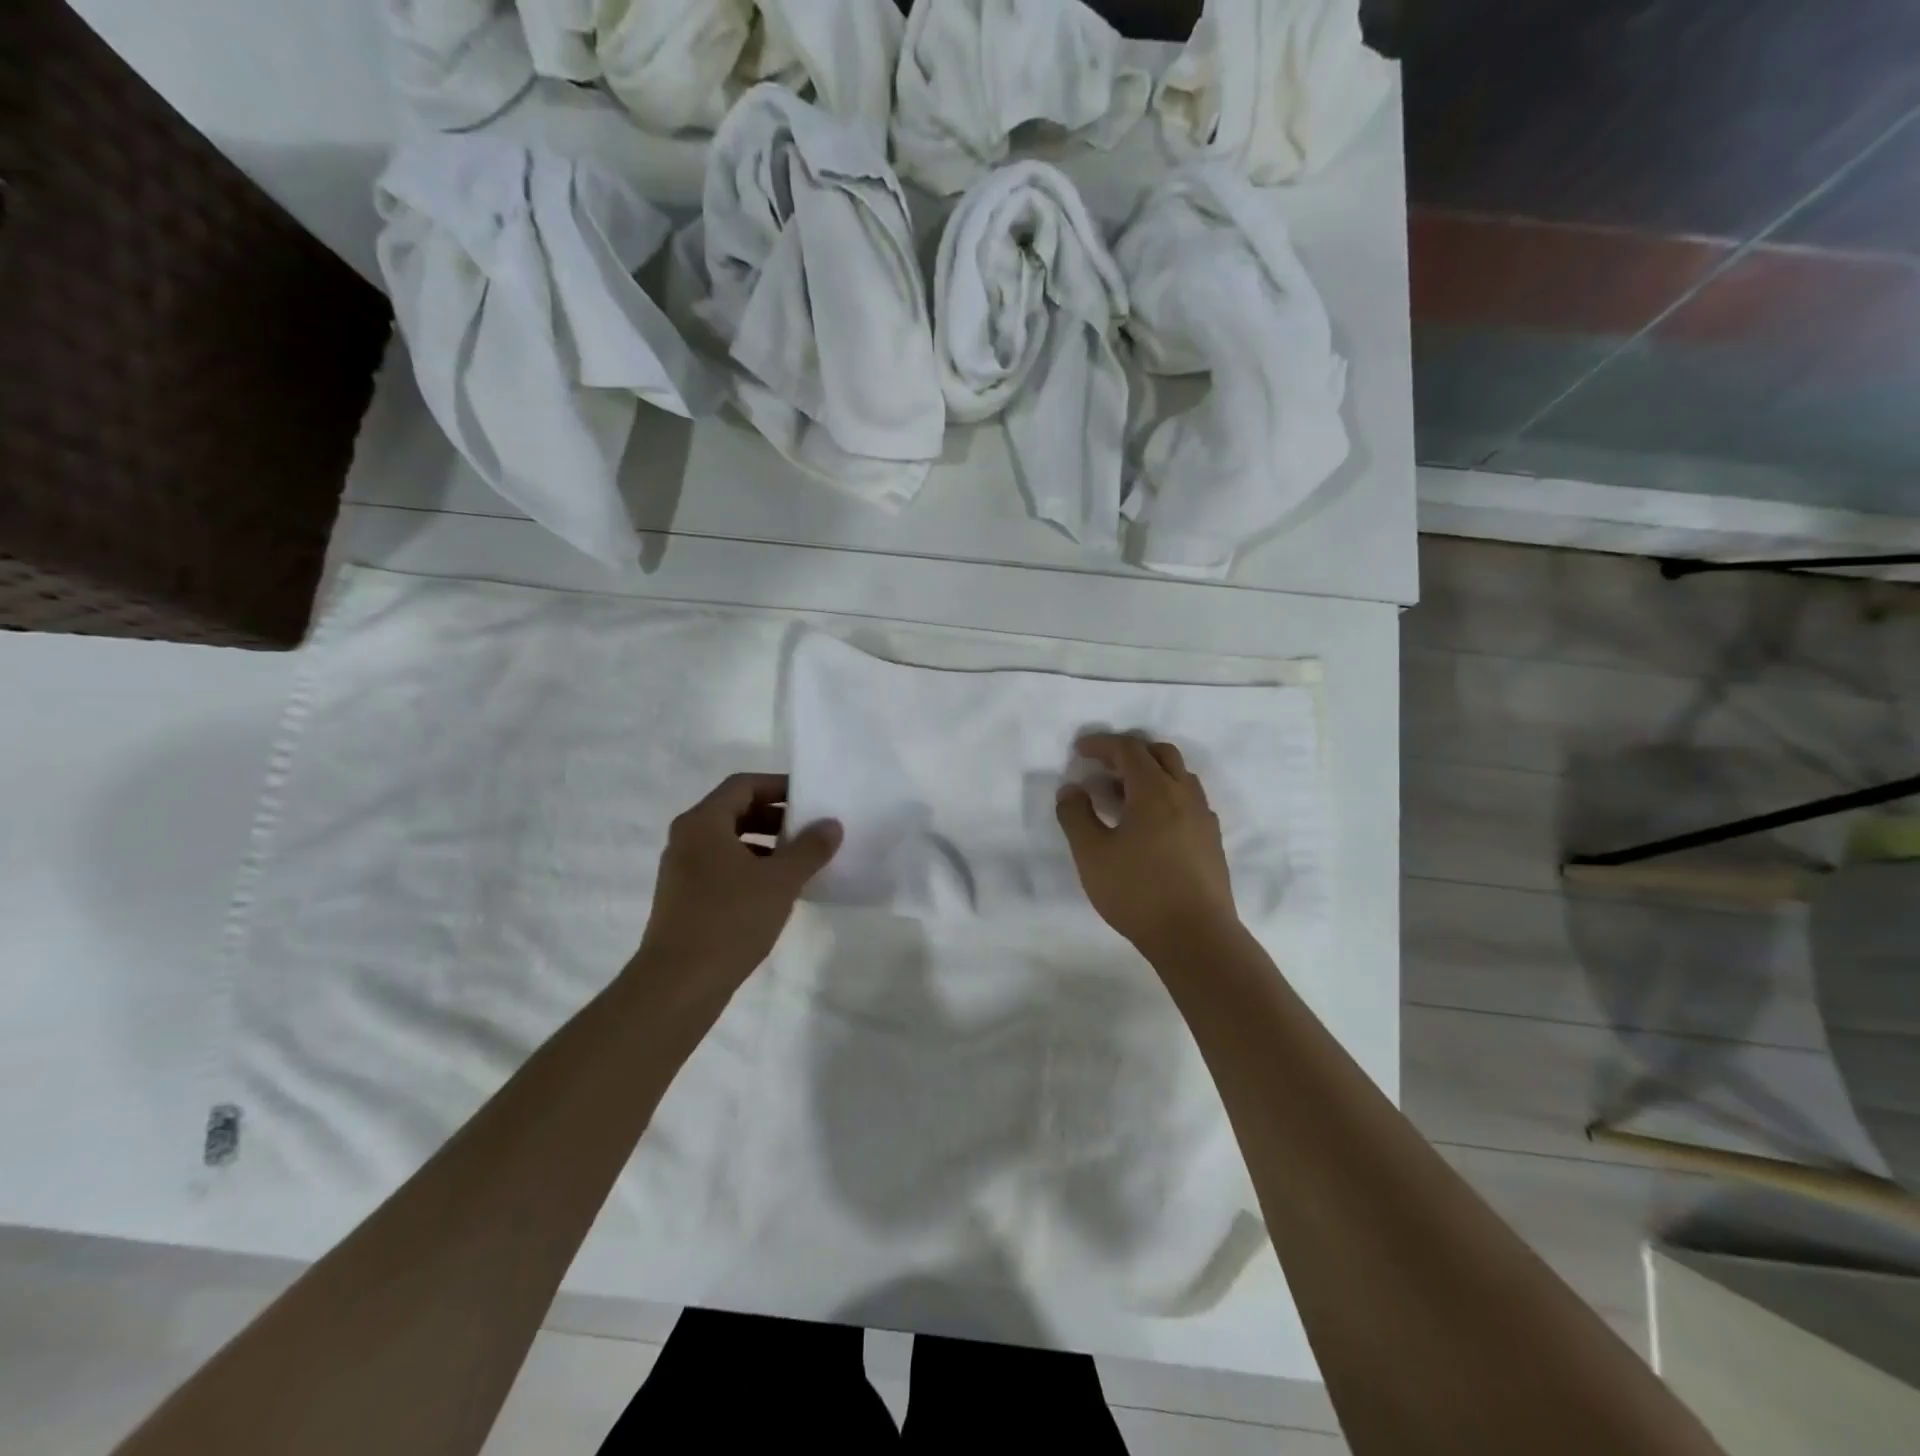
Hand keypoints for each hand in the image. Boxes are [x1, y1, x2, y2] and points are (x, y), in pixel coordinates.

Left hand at [633, 773, 840, 990]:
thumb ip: (809, 848)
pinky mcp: (684, 898)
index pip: (743, 785)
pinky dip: (751, 867)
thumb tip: (831, 824)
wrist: (679, 984)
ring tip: (800, 860)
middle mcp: (687, 839)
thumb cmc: (730, 920)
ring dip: (765, 844)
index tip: (810, 797)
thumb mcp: (780, 881)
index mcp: (703, 823)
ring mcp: (682, 870)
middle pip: (735, 811)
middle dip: (775, 816)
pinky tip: (777, 890)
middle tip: (810, 828)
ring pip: (729, 842)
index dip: (778, 786)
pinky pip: (722, 867)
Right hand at [1055, 733, 1238, 951]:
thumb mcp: (1091, 854)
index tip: (1079, 750)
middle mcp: (1184, 795)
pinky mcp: (1212, 841)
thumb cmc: (1138, 891)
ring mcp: (1203, 818)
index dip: (1102, 744)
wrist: (1196, 937)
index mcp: (1155, 790)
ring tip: (1123, 797)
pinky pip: (1189, 802)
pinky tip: (1150, 825)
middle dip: (1130, 753)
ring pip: (1179, 777)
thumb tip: (1071, 789)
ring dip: (1151, 774)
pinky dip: (1166, 797)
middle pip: (1161, 754)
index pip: (1129, 750)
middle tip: (1103, 769)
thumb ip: (1076, 816)